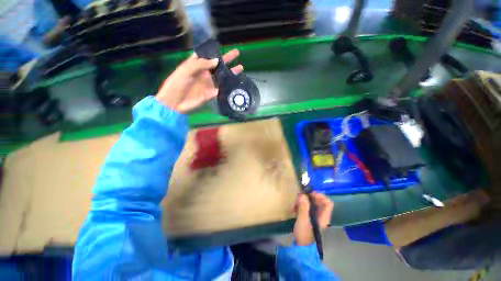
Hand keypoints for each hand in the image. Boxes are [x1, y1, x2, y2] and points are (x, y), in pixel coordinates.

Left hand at [156, 49, 242, 112]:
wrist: (176, 103)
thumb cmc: (177, 84)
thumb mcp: (186, 70)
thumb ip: (200, 64)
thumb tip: (217, 61)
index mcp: (196, 65)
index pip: (207, 55)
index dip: (214, 51)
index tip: (223, 47)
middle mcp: (204, 73)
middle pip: (218, 64)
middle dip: (227, 59)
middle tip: (237, 53)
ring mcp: (209, 83)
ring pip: (222, 76)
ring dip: (231, 72)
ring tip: (240, 67)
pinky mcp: (212, 93)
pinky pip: (222, 88)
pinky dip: (229, 86)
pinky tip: (236, 83)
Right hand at [293, 192, 333, 245]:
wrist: (302, 249)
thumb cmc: (305, 235)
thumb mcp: (303, 220)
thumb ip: (303, 207)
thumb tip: (302, 195)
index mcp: (323, 216)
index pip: (327, 202)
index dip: (319, 196)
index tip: (309, 194)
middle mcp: (320, 215)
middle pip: (317, 201)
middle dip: (306, 198)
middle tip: (297, 199)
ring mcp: (314, 217)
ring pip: (310, 204)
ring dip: (301, 202)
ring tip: (293, 206)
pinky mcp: (308, 219)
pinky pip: (305, 209)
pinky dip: (299, 207)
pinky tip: (293, 210)